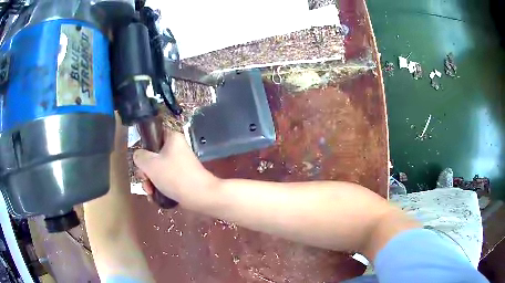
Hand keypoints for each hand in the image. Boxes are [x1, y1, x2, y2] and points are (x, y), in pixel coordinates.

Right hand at [133, 130, 218, 208]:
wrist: (200, 195)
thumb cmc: (174, 176)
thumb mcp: (150, 164)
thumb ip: (139, 156)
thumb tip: (139, 156)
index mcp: (172, 138)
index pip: (153, 135)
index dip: (144, 147)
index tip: (141, 161)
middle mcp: (176, 149)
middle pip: (152, 156)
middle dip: (145, 171)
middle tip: (145, 179)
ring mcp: (179, 164)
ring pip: (157, 170)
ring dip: (150, 181)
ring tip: (150, 191)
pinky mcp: (181, 178)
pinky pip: (164, 180)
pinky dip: (158, 187)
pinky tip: (155, 197)